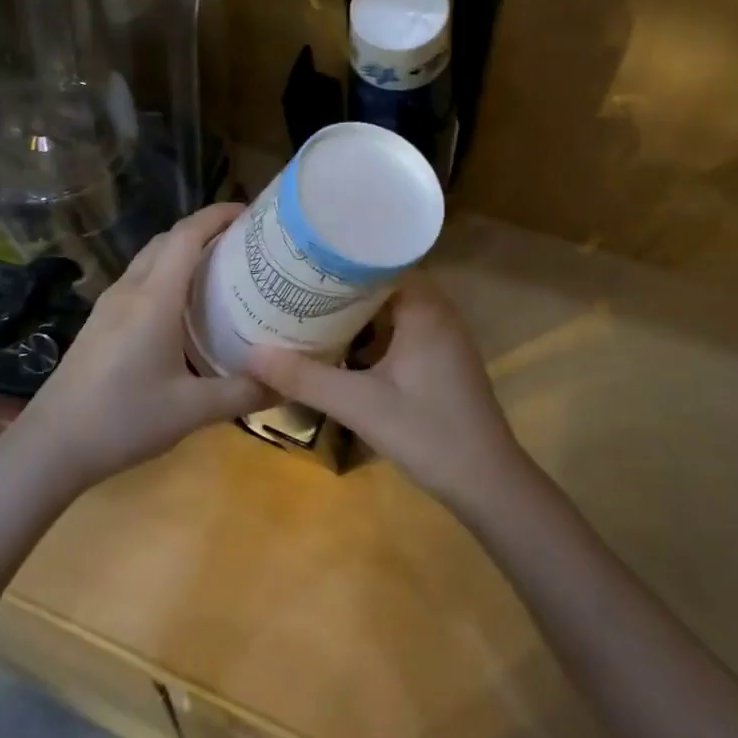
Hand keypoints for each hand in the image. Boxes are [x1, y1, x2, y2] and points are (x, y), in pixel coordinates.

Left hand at [19, 203, 271, 489]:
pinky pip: (140, 280)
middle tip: (245, 244)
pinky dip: (167, 274)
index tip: (252, 213)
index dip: (218, 215)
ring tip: (221, 271)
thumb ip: (243, 393)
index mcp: (153, 298)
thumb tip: (287, 383)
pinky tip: (184, 308)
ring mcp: (109, 304)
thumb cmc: (123, 420)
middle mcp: (130, 290)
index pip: (187, 235)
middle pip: (168, 239)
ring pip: (150, 259)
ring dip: (184, 252)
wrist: (51, 445)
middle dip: (206, 230)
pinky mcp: (100, 322)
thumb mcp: (192, 411)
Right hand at [245, 275, 523, 505]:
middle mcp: (437, 312)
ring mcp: (441, 336)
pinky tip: (338, 342)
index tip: (302, 254)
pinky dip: (370, 330)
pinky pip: (399, 329)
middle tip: (294, 279)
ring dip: (354, 308)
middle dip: (340, 282)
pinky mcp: (440, 359)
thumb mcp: (360, 405)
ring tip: (307, 303)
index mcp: (425, 308)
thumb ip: (306, 378)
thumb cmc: (428, 434)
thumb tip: (250, 355)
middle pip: (382, 281)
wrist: (487, 483)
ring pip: (390, 307)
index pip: (381, 259)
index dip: (341, 255)